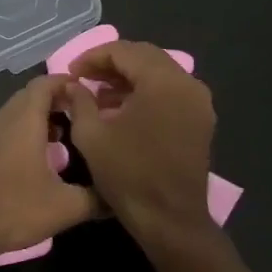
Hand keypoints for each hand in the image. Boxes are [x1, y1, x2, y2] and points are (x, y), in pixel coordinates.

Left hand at [0, 76, 99, 259]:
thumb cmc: (15, 208)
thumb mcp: (66, 207)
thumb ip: (97, 198)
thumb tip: (119, 196)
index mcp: (25, 121)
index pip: (44, 84)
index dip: (67, 82)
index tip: (90, 93)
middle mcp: (5, 120)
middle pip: (31, 95)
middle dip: (57, 98)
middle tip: (83, 113)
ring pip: (18, 113)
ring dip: (41, 116)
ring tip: (67, 133)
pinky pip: (9, 129)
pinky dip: (28, 131)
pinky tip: (43, 156)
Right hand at [59, 39, 216, 242]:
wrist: (169, 219)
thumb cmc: (128, 174)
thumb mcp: (91, 135)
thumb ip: (79, 100)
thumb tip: (73, 85)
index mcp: (163, 82)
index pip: (124, 51)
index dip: (92, 57)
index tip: (71, 73)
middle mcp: (187, 84)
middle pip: (145, 57)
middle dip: (111, 63)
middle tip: (83, 78)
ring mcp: (198, 103)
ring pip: (159, 73)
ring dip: (128, 77)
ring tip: (98, 94)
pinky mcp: (200, 120)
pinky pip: (170, 92)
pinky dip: (145, 92)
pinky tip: (121, 109)